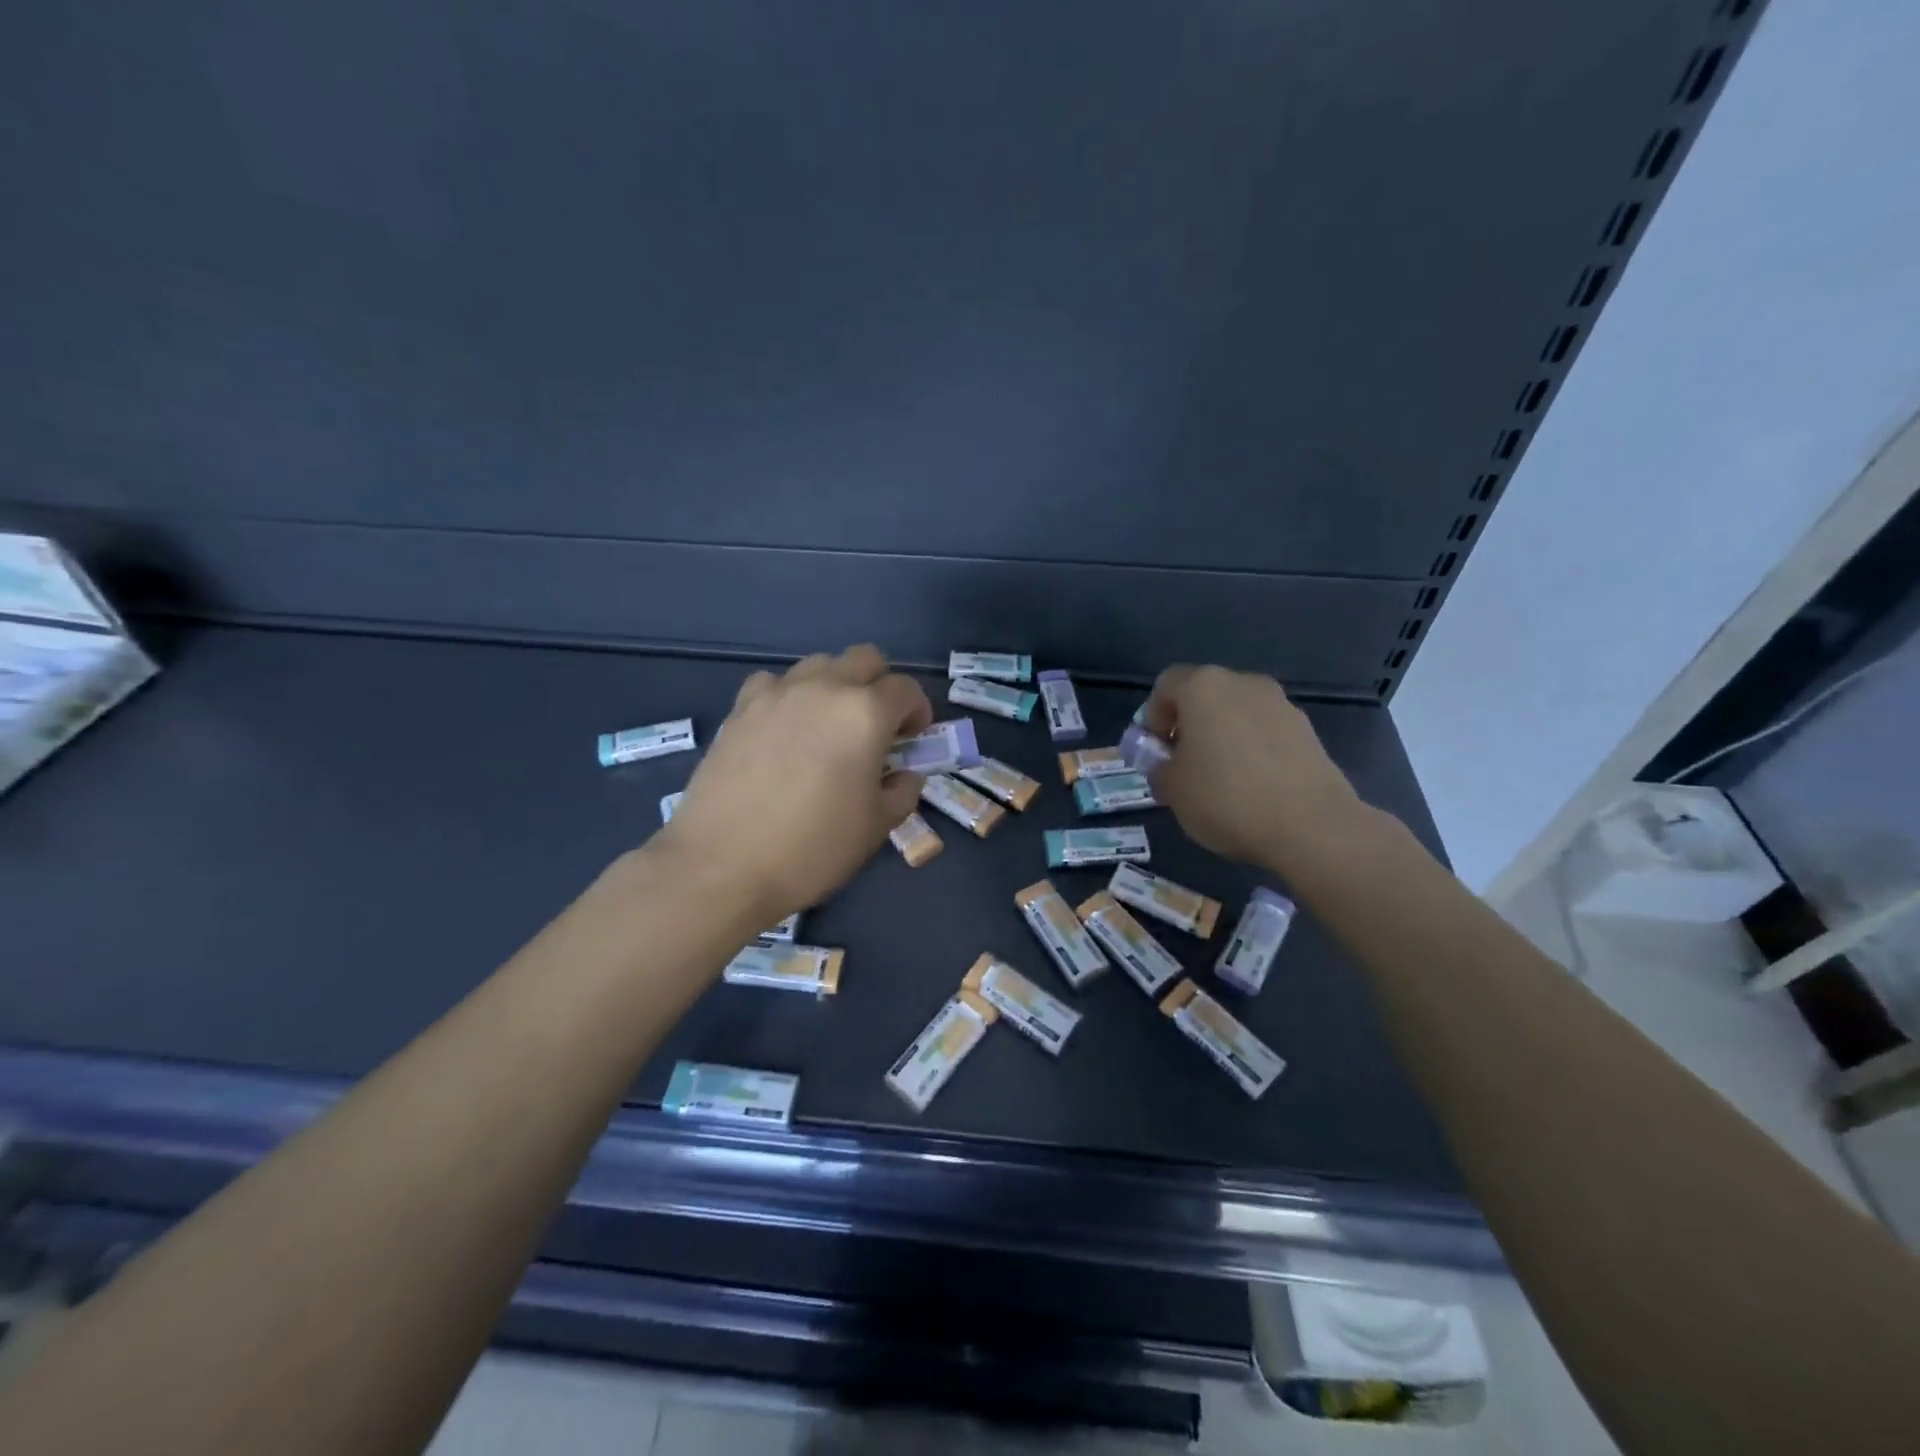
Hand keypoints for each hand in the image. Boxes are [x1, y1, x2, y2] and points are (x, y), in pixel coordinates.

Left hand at [655, 645, 931, 926]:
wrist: (722, 866)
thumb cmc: (813, 849)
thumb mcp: (877, 827)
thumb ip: (902, 790)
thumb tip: (903, 774)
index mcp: (865, 713)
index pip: (906, 689)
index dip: (918, 712)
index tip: (912, 741)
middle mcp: (823, 688)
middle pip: (864, 659)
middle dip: (880, 686)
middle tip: (877, 727)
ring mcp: (777, 693)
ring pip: (819, 665)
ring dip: (835, 686)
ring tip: (828, 728)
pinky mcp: (740, 708)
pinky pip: (774, 684)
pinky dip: (789, 697)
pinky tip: (783, 732)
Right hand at [1141, 664, 1363, 872]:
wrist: (1310, 825)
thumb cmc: (1225, 798)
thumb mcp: (1172, 789)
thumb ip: (1159, 768)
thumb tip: (1167, 764)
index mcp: (1203, 687)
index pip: (1166, 685)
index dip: (1153, 716)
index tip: (1156, 751)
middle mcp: (1243, 683)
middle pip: (1204, 695)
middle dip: (1189, 725)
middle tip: (1184, 765)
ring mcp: (1281, 704)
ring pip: (1237, 713)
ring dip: (1223, 737)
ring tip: (1221, 780)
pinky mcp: (1308, 730)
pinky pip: (1266, 732)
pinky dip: (1253, 750)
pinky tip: (1253, 787)